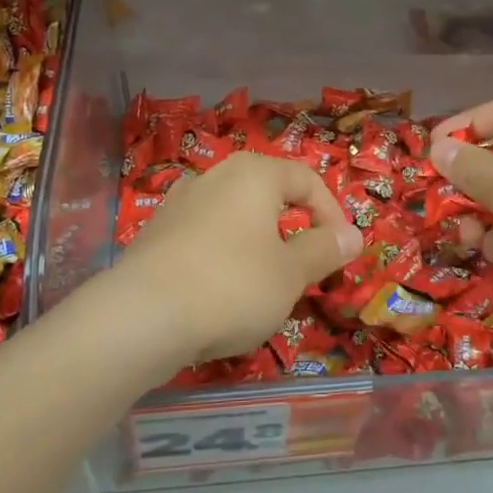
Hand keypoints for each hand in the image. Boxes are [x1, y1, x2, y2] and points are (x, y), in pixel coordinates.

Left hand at [111, 152, 362, 373]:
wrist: (141, 317)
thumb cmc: (232, 286)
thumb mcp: (291, 273)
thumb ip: (324, 250)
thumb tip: (352, 235)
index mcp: (253, 174)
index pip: (306, 179)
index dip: (331, 213)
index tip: (340, 252)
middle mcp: (213, 177)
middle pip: (267, 195)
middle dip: (291, 230)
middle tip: (303, 270)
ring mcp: (178, 204)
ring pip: (233, 217)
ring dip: (256, 245)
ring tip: (262, 286)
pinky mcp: (153, 234)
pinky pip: (202, 238)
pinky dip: (221, 258)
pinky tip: (218, 295)